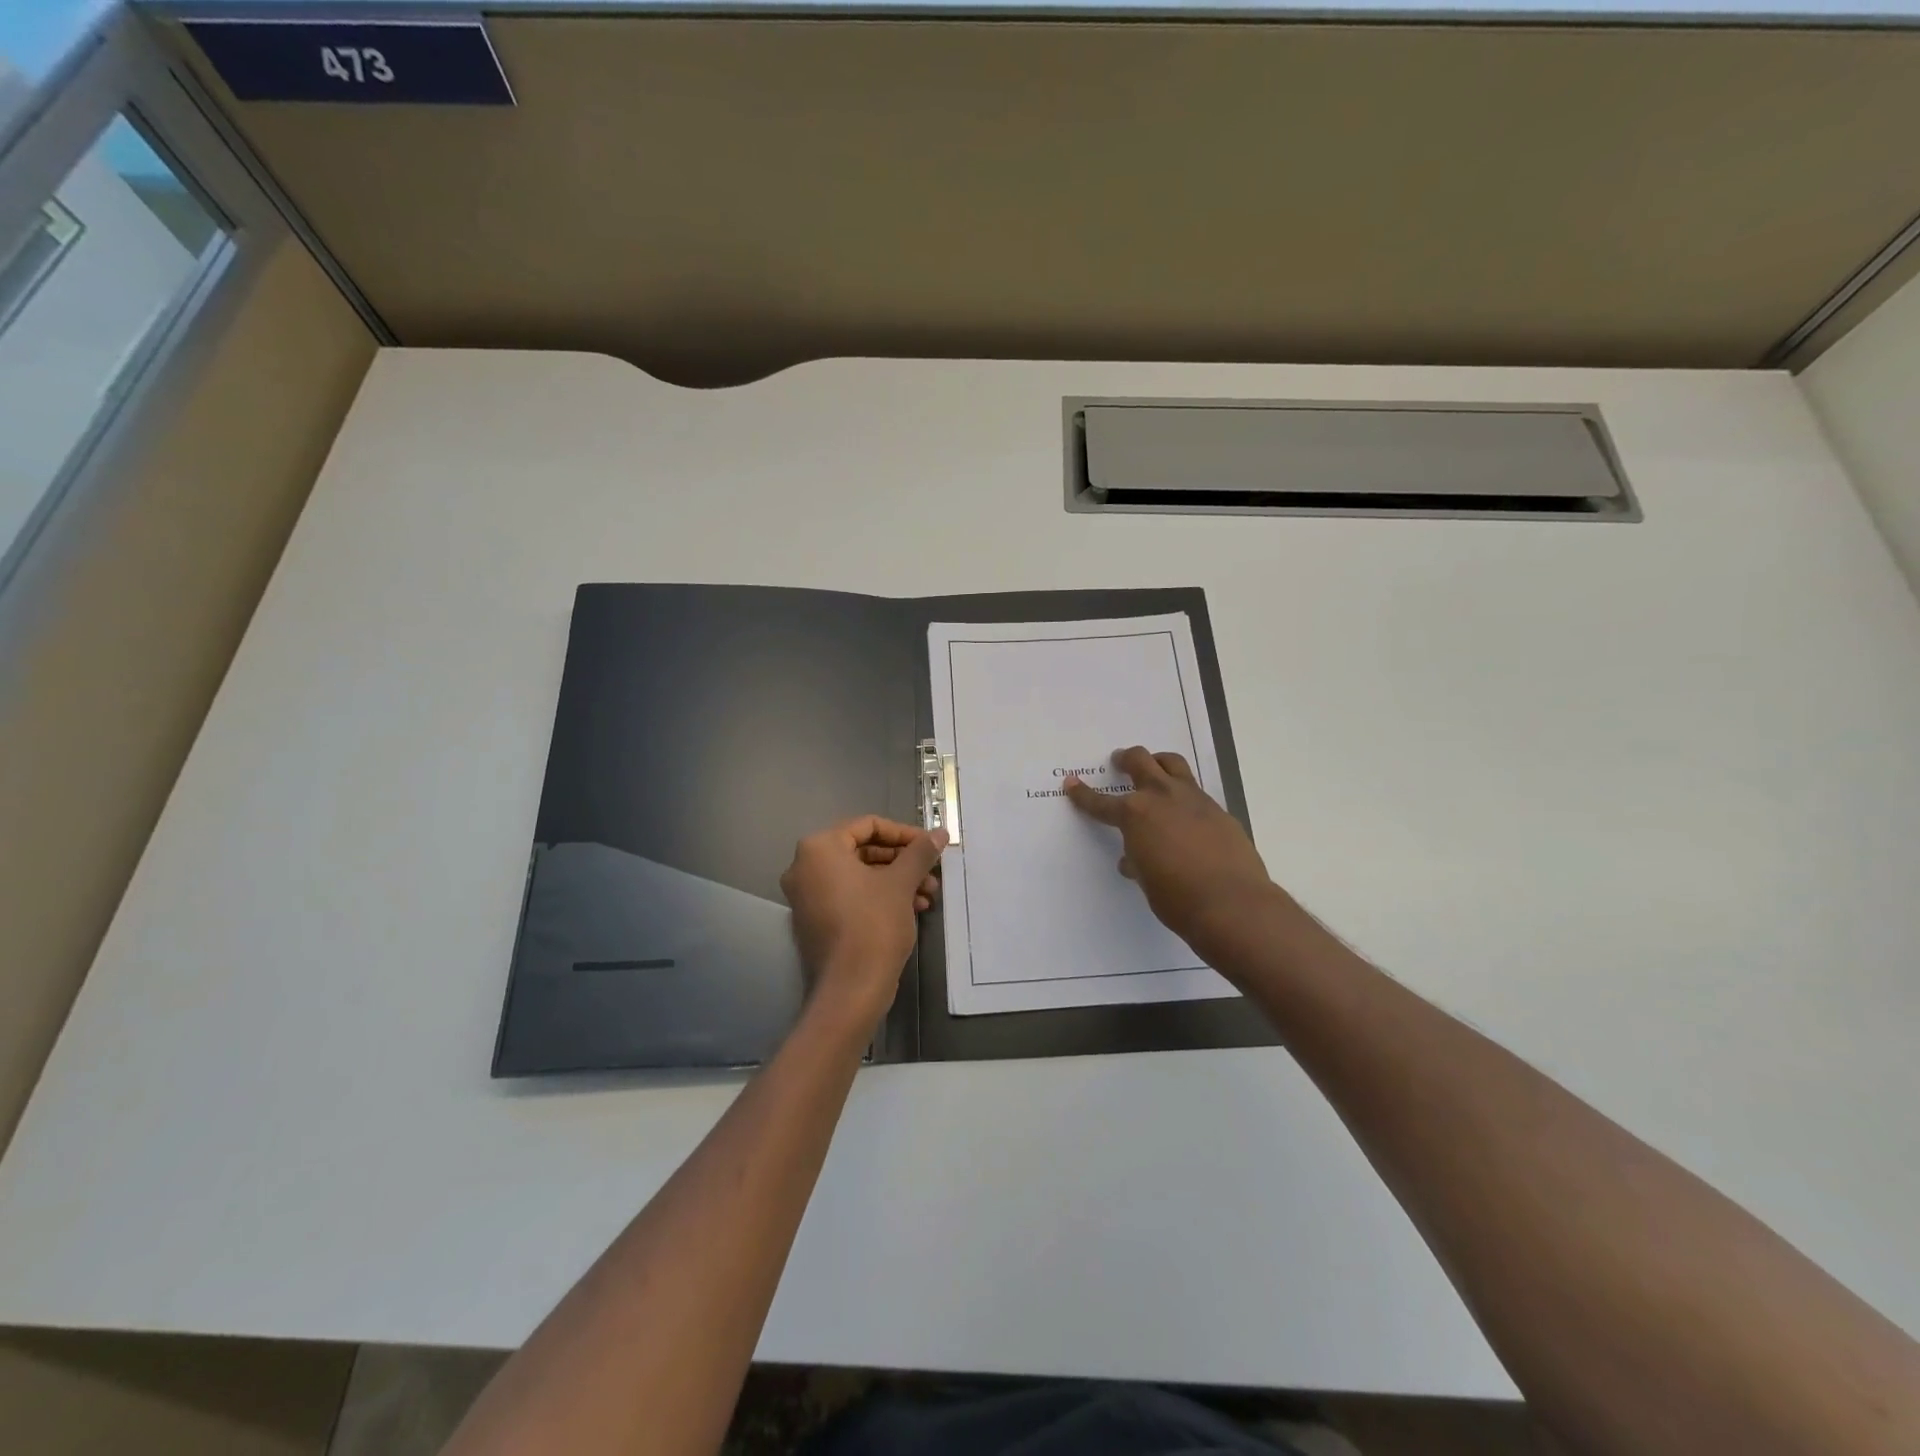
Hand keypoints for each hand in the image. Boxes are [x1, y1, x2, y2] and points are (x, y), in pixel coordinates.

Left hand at [779, 816, 947, 1021]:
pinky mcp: (815, 919)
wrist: (851, 988)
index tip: (930, 846)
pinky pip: (850, 895)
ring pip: (860, 875)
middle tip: (932, 873)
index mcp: (820, 848)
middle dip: (902, 861)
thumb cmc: (873, 924)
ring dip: (896, 881)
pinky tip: (912, 909)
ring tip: (928, 896)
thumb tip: (940, 832)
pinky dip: (879, 897)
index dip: (904, 833)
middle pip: (864, 850)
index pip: (868, 825)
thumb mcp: (901, 882)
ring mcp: (807, 895)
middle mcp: (805, 866)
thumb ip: (920, 852)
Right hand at [1064, 747, 1274, 955]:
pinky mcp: (1219, 811)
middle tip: (1120, 761)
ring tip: (1154, 768)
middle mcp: (1162, 797)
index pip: (1101, 802)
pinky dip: (1184, 795)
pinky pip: (1196, 791)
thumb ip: (1138, 863)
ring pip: (1173, 764)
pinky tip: (1185, 814)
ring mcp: (1194, 800)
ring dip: (1158, 762)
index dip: (1083, 794)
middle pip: (1140, 761)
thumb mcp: (1147, 881)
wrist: (1232, 904)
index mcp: (1135, 815)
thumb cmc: (1177, 898)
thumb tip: (1134, 860)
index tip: (1072, 783)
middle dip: (1126, 759)